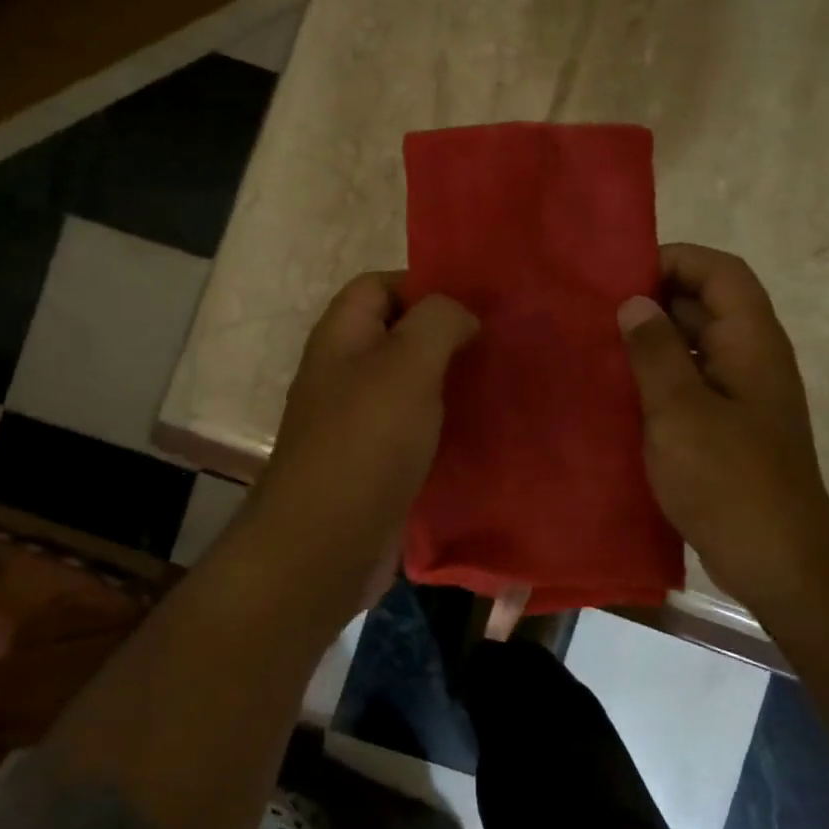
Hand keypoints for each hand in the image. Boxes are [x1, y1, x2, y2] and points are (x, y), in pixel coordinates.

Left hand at [247, 274, 477, 609]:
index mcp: (342, 337)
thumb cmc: (365, 442)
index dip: (425, 284)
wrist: (325, 545)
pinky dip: (447, 425)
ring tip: (503, 382)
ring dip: (452, 382)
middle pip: (399, 335)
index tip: (478, 303)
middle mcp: (345, 373)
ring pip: (411, 385)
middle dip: (448, 335)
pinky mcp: (376, 462)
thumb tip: (461, 315)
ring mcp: (359, 421)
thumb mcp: (407, 365)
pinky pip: (416, 428)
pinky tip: (485, 431)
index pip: (379, 285)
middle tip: (502, 343)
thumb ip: (438, 322)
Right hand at [618, 244, 828, 596]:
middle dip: (654, 300)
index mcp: (750, 341)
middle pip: (706, 305)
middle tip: (596, 310)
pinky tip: (618, 391)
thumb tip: (635, 302)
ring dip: (652, 341)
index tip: (622, 275)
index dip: (675, 260)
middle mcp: (750, 358)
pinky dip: (657, 377)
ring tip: (598, 345)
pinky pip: (690, 383)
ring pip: (694, 346)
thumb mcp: (680, 410)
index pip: (721, 272)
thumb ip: (654, 350)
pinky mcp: (727, 427)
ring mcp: (740, 395)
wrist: (776, 558)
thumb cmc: (727, 478)